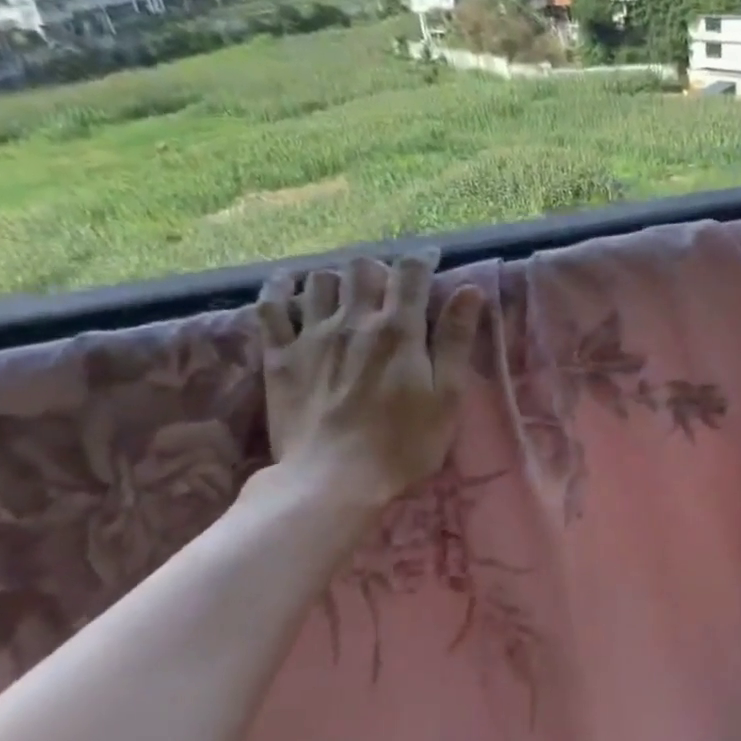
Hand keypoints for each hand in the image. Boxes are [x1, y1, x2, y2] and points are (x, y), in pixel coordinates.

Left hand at [254, 252, 483, 513]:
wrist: (333, 480)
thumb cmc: (404, 444)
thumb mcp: (446, 397)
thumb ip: (456, 340)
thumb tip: (470, 290)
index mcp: (399, 329)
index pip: (410, 272)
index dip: (422, 260)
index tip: (431, 263)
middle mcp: (353, 320)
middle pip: (362, 267)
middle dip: (379, 270)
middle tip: (389, 289)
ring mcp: (311, 335)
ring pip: (319, 279)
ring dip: (337, 279)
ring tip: (347, 296)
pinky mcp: (279, 356)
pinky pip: (270, 306)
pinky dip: (279, 289)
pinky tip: (288, 288)